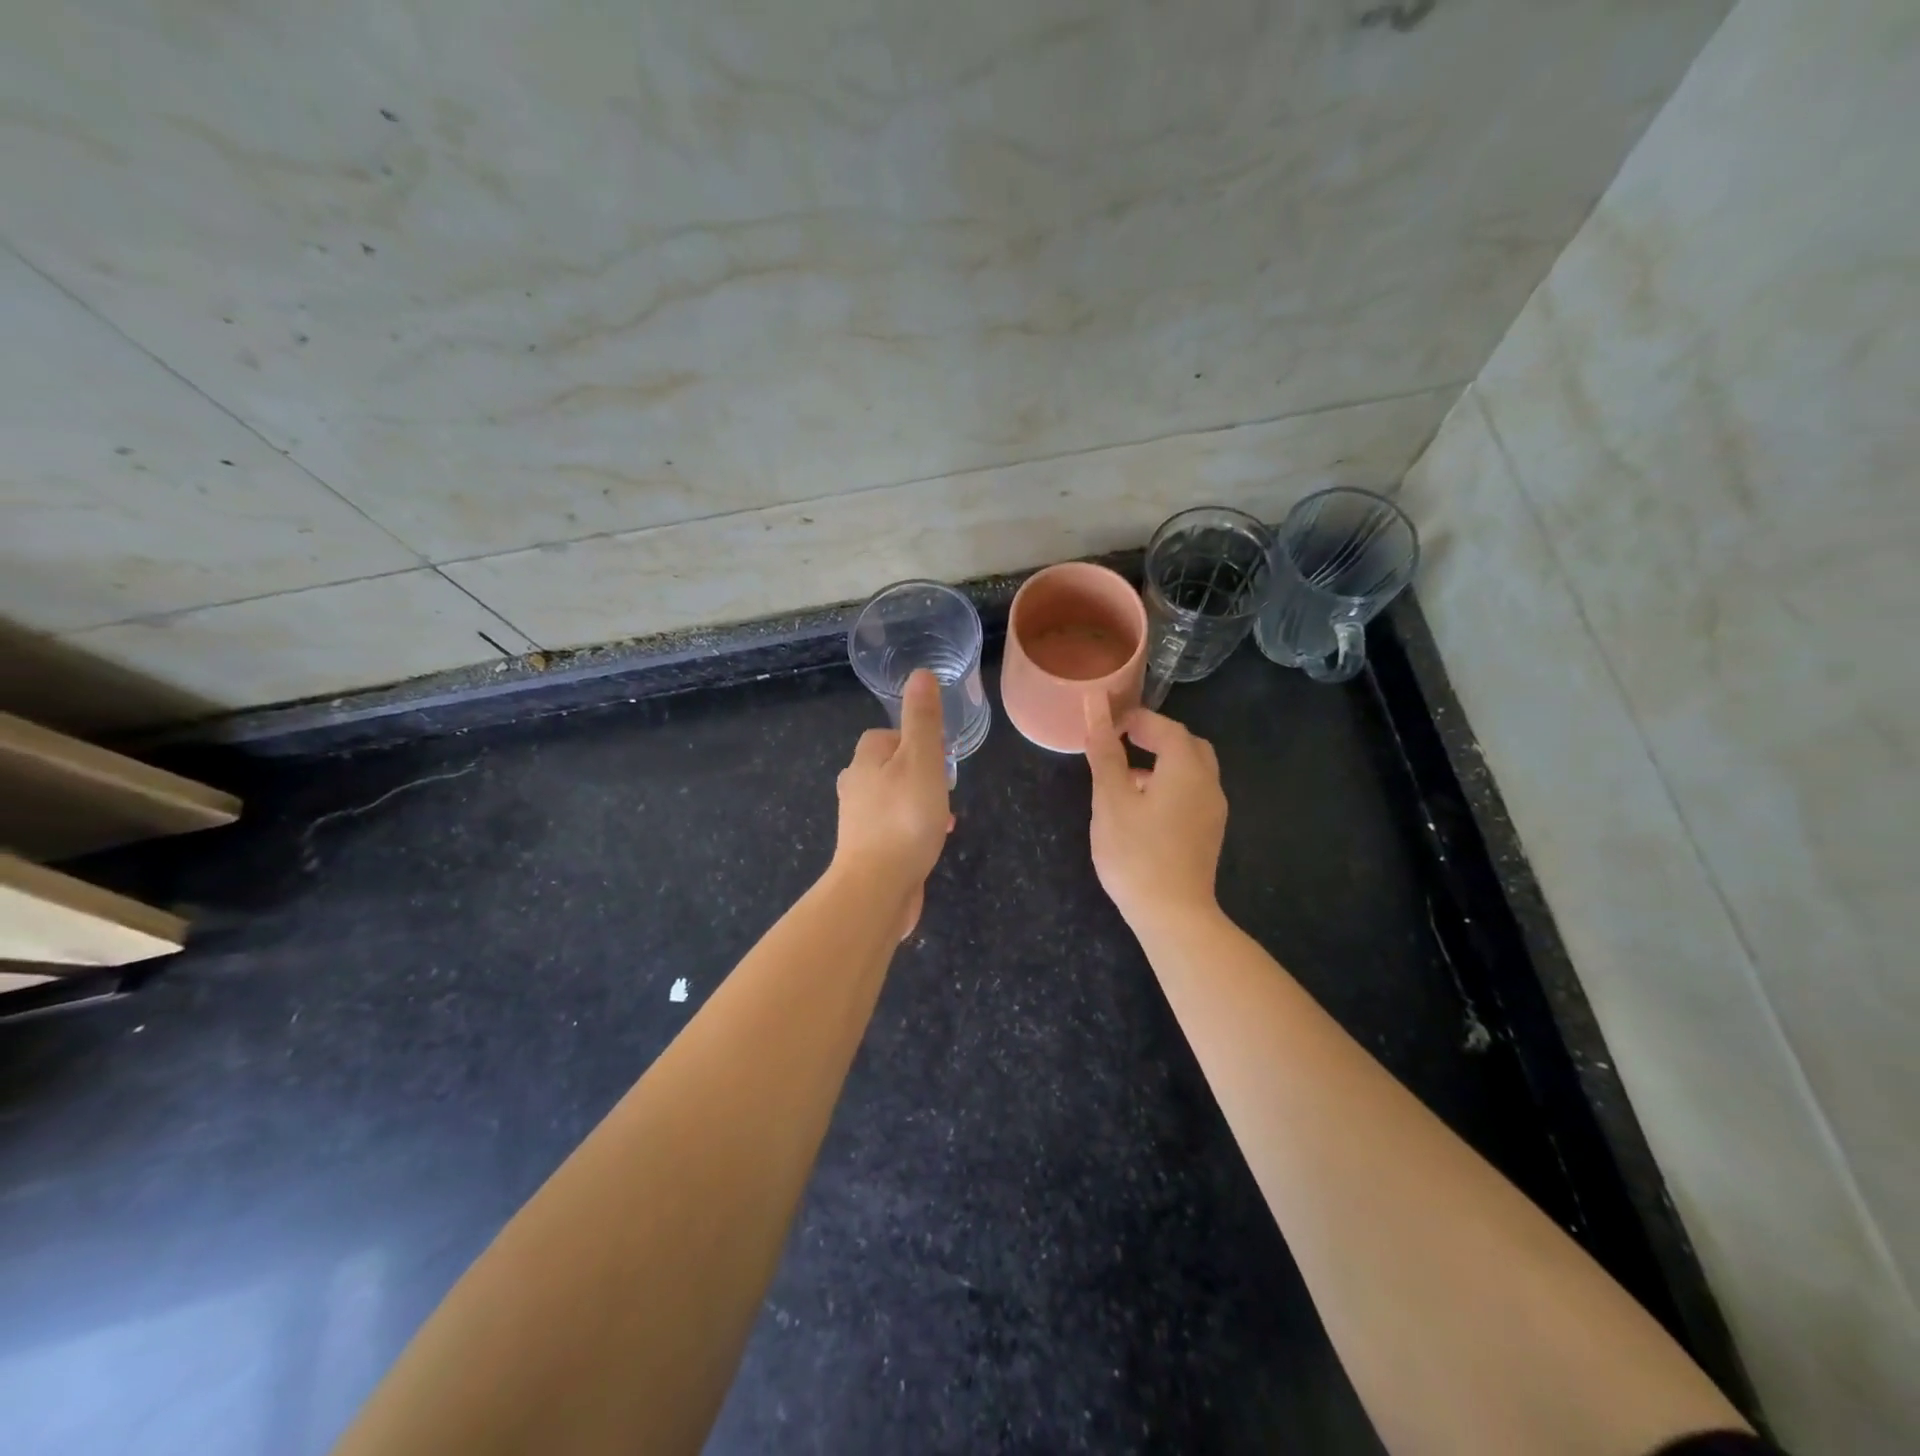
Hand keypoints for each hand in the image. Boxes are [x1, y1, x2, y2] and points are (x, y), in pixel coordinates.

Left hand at [833, 670, 953, 936]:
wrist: (877, 888)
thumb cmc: (904, 818)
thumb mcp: (922, 759)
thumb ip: (923, 719)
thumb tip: (920, 674)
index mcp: (864, 760)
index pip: (884, 736)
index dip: (913, 740)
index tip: (939, 756)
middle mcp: (855, 787)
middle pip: (889, 768)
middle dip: (919, 774)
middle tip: (944, 789)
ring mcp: (858, 822)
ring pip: (893, 800)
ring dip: (918, 803)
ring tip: (943, 819)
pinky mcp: (866, 850)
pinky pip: (893, 829)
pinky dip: (912, 830)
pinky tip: (930, 844)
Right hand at [1083, 692, 1227, 931]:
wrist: (1173, 915)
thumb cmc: (1136, 853)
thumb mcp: (1111, 800)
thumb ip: (1105, 753)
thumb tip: (1095, 710)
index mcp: (1186, 768)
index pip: (1165, 727)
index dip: (1136, 719)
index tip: (1107, 723)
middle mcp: (1208, 783)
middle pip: (1186, 745)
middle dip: (1155, 736)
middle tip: (1121, 742)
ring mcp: (1212, 810)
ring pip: (1191, 770)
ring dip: (1162, 762)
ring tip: (1124, 776)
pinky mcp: (1208, 833)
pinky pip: (1191, 793)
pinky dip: (1169, 785)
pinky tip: (1141, 808)